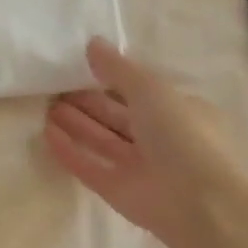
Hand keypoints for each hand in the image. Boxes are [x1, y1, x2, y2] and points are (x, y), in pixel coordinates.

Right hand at [45, 37, 247, 247]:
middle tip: (54, 87)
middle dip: (88, 102)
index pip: (142, 93)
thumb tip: (92, 43)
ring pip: (102, 141)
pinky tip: (46, 134)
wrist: (200, 204)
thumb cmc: (183, 135)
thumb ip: (118, 69)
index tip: (81, 69)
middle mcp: (161, 140)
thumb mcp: (152, 90)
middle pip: (118, 117)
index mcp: (180, 113)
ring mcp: (140, 168)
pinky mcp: (119, 191)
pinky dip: (69, 151)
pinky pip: (89, 167)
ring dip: (76, 124)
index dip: (112, 81)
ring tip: (46, 106)